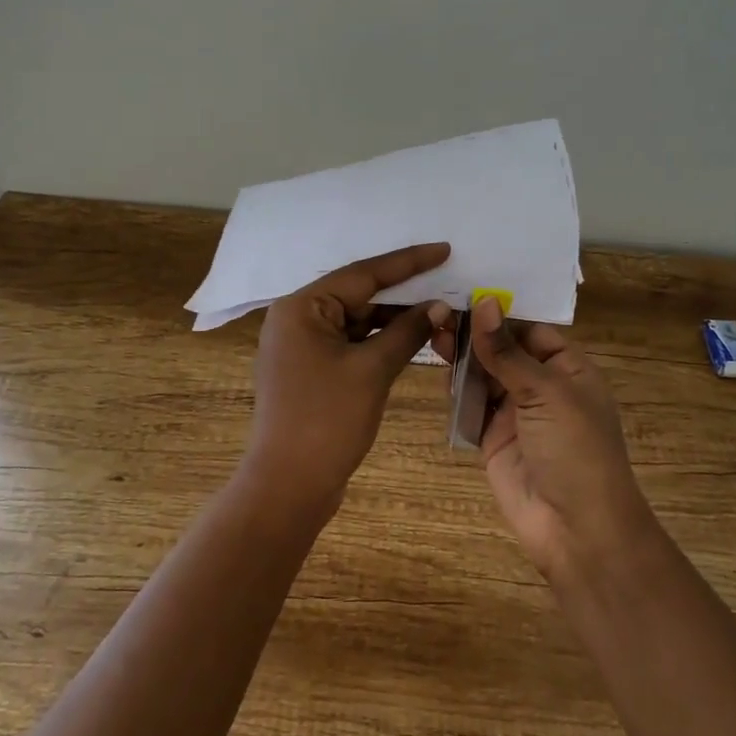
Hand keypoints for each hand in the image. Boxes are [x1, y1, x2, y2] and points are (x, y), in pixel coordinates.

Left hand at [245, 243, 453, 524]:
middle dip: (403, 294)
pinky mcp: (310, 370)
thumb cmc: (327, 420)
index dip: (407, 262)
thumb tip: (438, 306)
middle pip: (358, 295)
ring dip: (394, 320)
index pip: (363, 274)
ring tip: (438, 314)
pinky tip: (411, 338)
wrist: (288, 485)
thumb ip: (406, 331)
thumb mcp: (372, 370)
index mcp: (301, 307)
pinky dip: (379, 341)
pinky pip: (350, 342)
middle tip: (447, 282)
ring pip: (356, 320)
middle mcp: (296, 318)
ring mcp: (301, 346)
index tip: (443, 250)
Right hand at [436, 297, 657, 580]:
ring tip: (431, 331)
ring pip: (482, 374)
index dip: (499, 312)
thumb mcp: (546, 392)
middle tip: (437, 312)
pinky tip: (437, 368)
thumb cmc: (575, 449)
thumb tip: (485, 301)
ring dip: (460, 356)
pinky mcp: (491, 437)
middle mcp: (541, 385)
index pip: (529, 329)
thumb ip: (507, 350)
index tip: (462, 290)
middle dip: (473, 332)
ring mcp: (515, 412)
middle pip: (502, 349)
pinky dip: (455, 388)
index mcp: (567, 368)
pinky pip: (470, 404)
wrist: (576, 529)